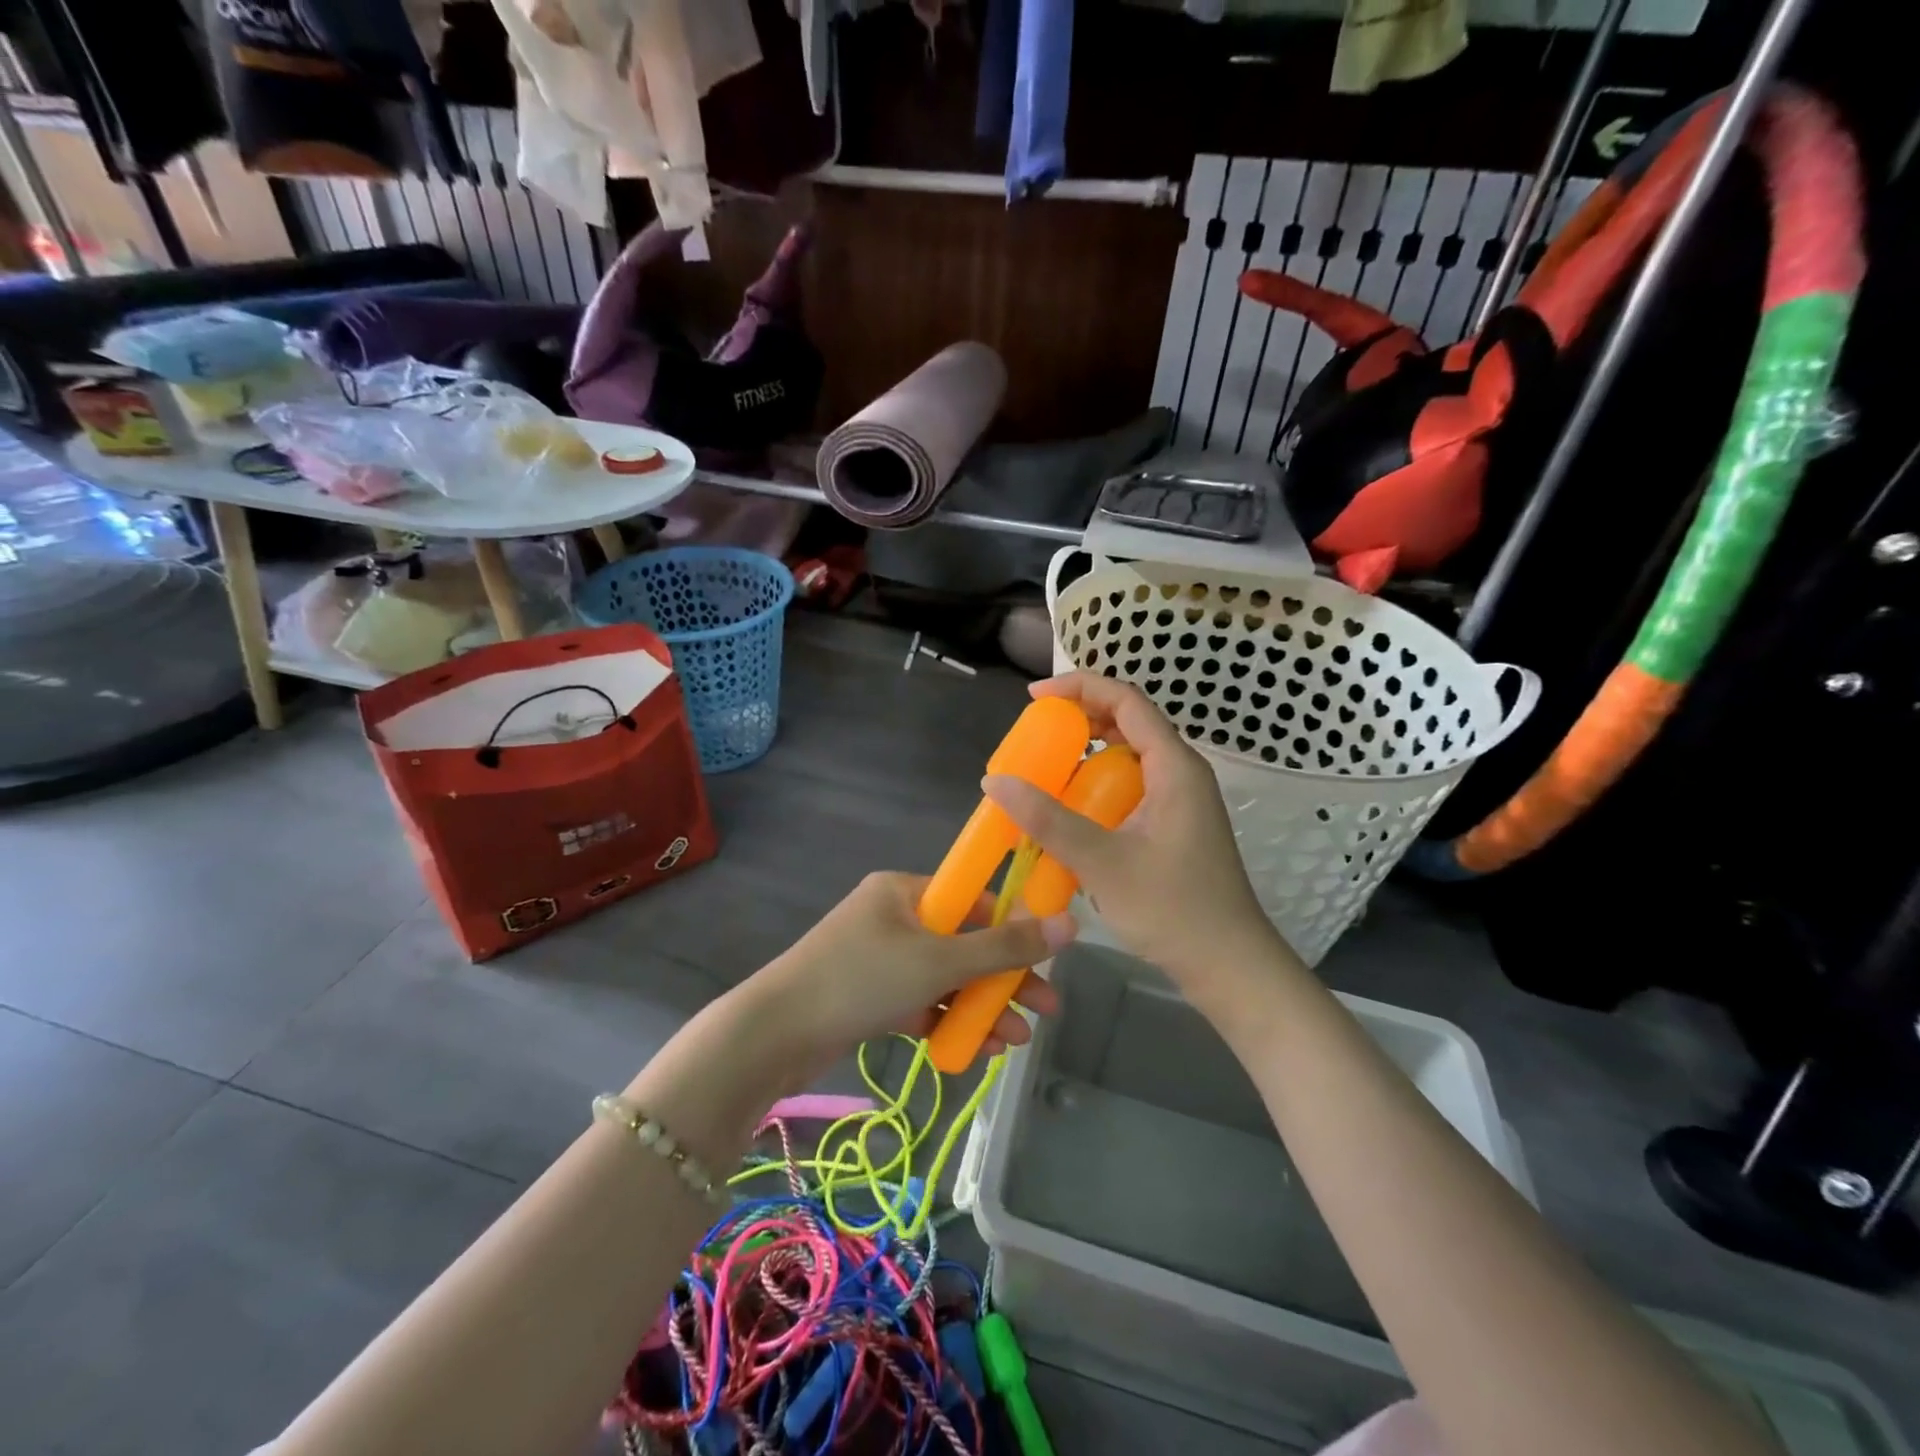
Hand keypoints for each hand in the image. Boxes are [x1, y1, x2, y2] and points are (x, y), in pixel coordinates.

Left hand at [748, 872, 1070, 1082]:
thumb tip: (1070, 925)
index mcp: (905, 890)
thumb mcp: (939, 961)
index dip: (1014, 926)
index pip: (973, 899)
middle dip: (1004, 978)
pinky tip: (978, 1050)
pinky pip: (922, 1001)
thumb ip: (1004, 948)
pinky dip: (949, 1021)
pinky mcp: (872, 995)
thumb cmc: (861, 979)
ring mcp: (881, 958)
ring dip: (981, 1006)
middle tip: (1046, 1007)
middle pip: (964, 942)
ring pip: (946, 978)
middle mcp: (894, 917)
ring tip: (1016, 1041)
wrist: (774, 1035)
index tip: (1049, 956)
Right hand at [983, 672, 1278, 990]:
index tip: (1035, 698)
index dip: (1080, 687)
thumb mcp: (1102, 861)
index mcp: (1174, 767)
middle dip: (1080, 719)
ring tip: (1046, 768)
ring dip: (1087, 755)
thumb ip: (1047, 819)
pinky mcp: (1174, 826)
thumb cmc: (1173, 910)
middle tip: (1036, 733)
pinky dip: (1098, 787)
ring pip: (1129, 757)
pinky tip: (1071, 812)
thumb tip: (995, 781)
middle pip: (1129, 723)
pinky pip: (1131, 787)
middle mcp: (1181, 773)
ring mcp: (1180, 801)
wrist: (1229, 966)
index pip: (1127, 701)